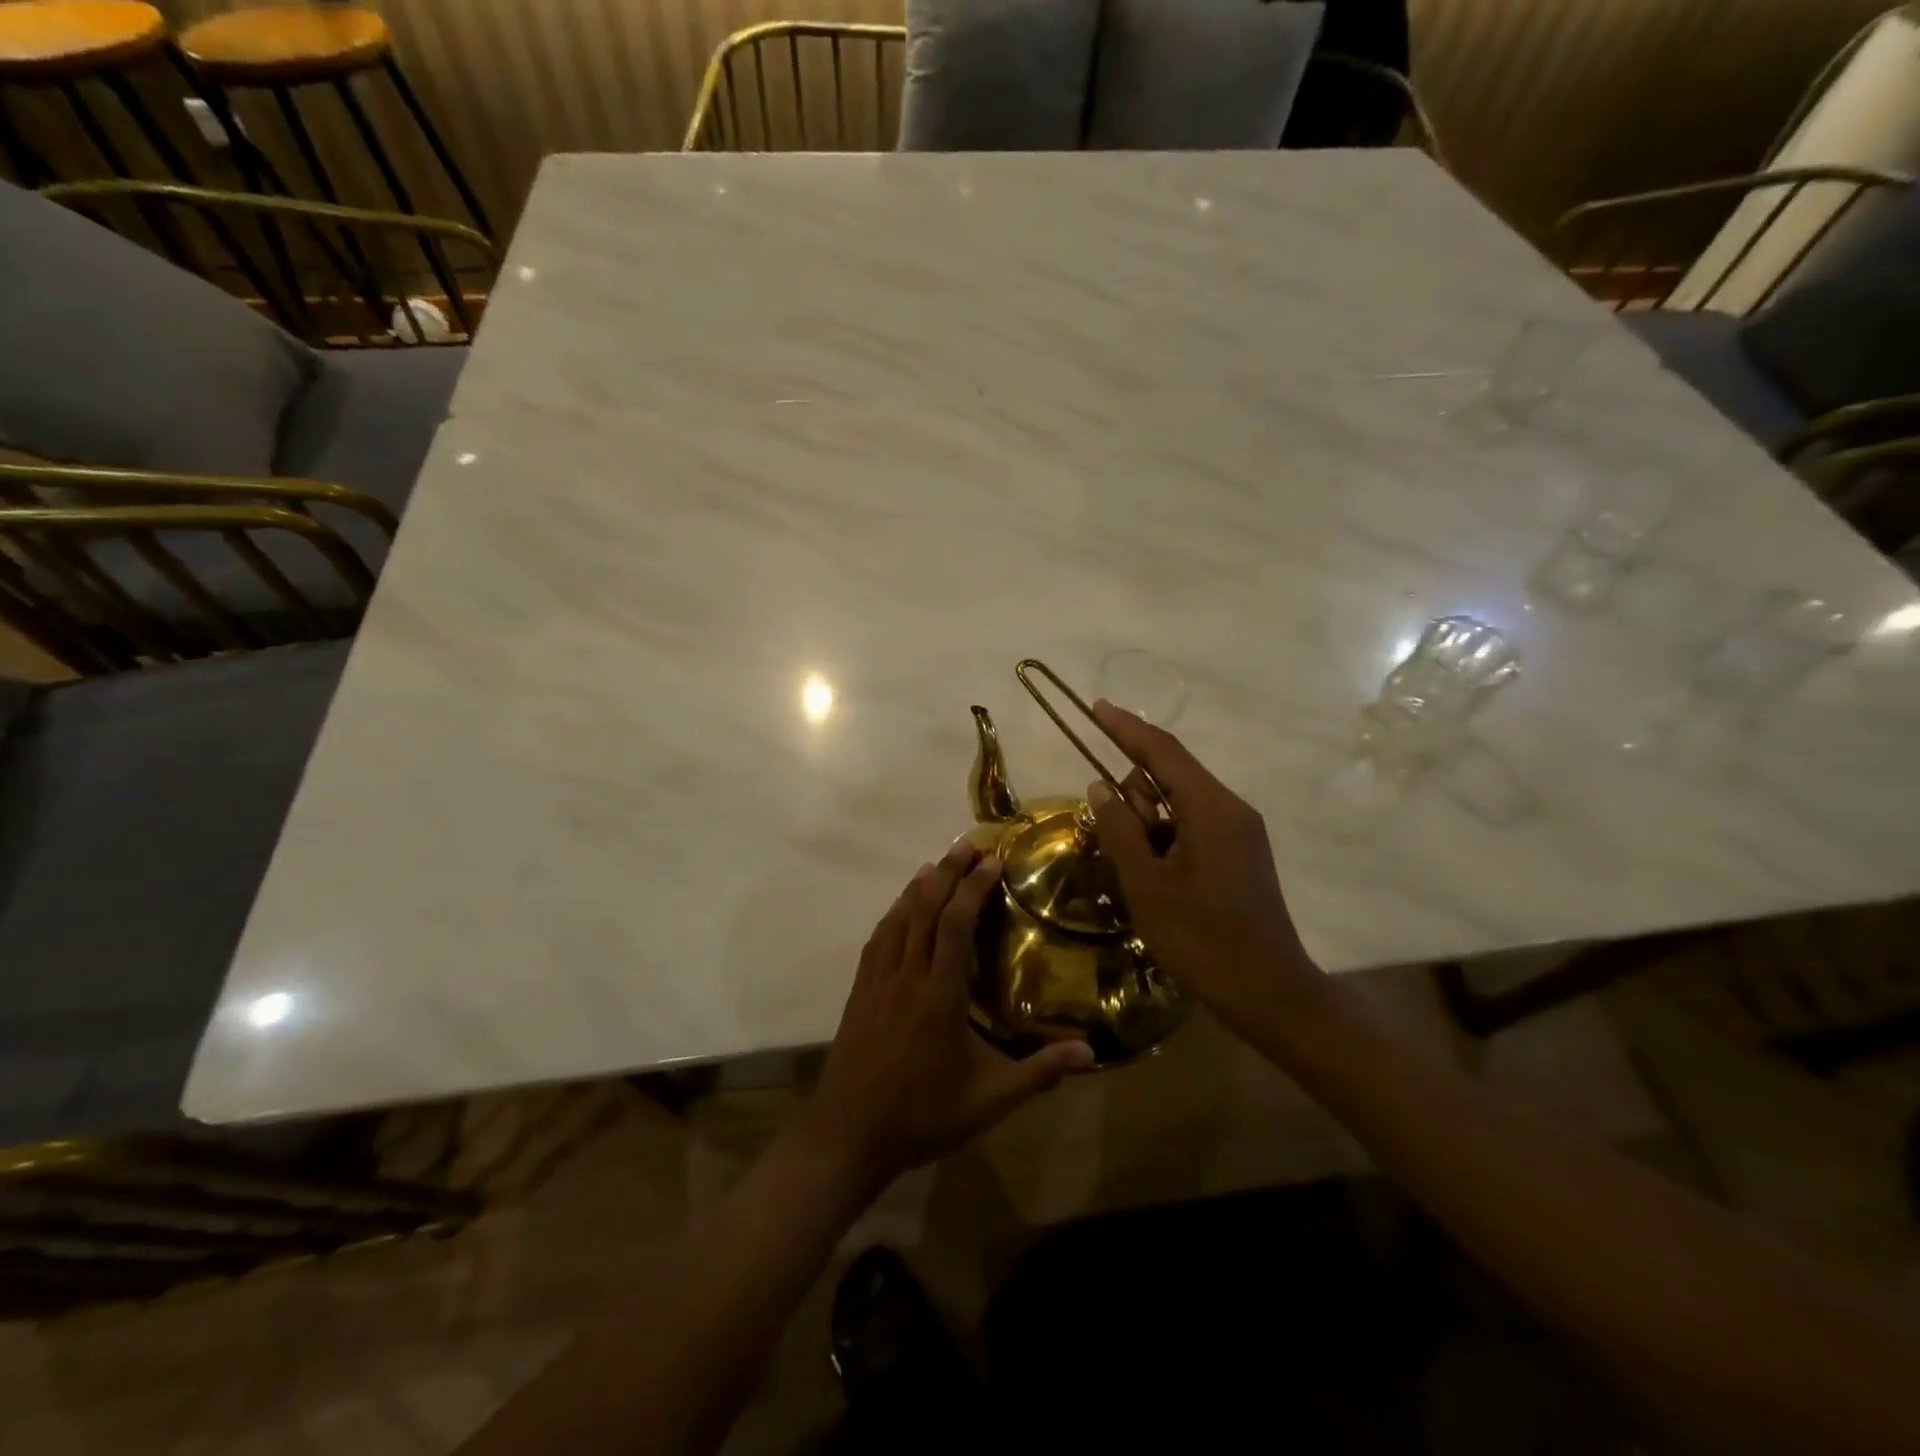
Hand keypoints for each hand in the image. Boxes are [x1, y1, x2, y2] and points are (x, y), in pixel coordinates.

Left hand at [804, 840, 1094, 1184]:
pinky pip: (879, 938)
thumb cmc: (922, 1116)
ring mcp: (878, 980)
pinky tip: (902, 908)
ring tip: (939, 864)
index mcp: (939, 996)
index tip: (991, 860)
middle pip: (925, 909)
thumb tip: (1090, 1053)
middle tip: (968, 845)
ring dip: (919, 886)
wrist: (847, 1134)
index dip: (973, 888)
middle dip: (947, 872)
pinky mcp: (859, 990)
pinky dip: (895, 912)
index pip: (955, 925)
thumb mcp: (988, 1102)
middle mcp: (906, 976)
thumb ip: (1039, 1073)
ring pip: (898, 918)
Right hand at [1085, 700, 1326, 1028]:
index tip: (1097, 707)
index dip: (1127, 728)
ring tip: (1139, 873)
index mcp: (1212, 809)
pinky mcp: (1240, 855)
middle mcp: (1231, 809)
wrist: (1269, 993)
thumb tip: (1100, 787)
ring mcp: (1240, 833)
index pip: (1163, 752)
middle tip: (1118, 845)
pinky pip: (1193, 827)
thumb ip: (1120, 830)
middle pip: (1171, 777)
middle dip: (1135, 797)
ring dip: (1149, 824)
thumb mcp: (1147, 885)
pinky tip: (1156, 878)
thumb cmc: (1202, 940)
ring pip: (1180, 805)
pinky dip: (1165, 839)